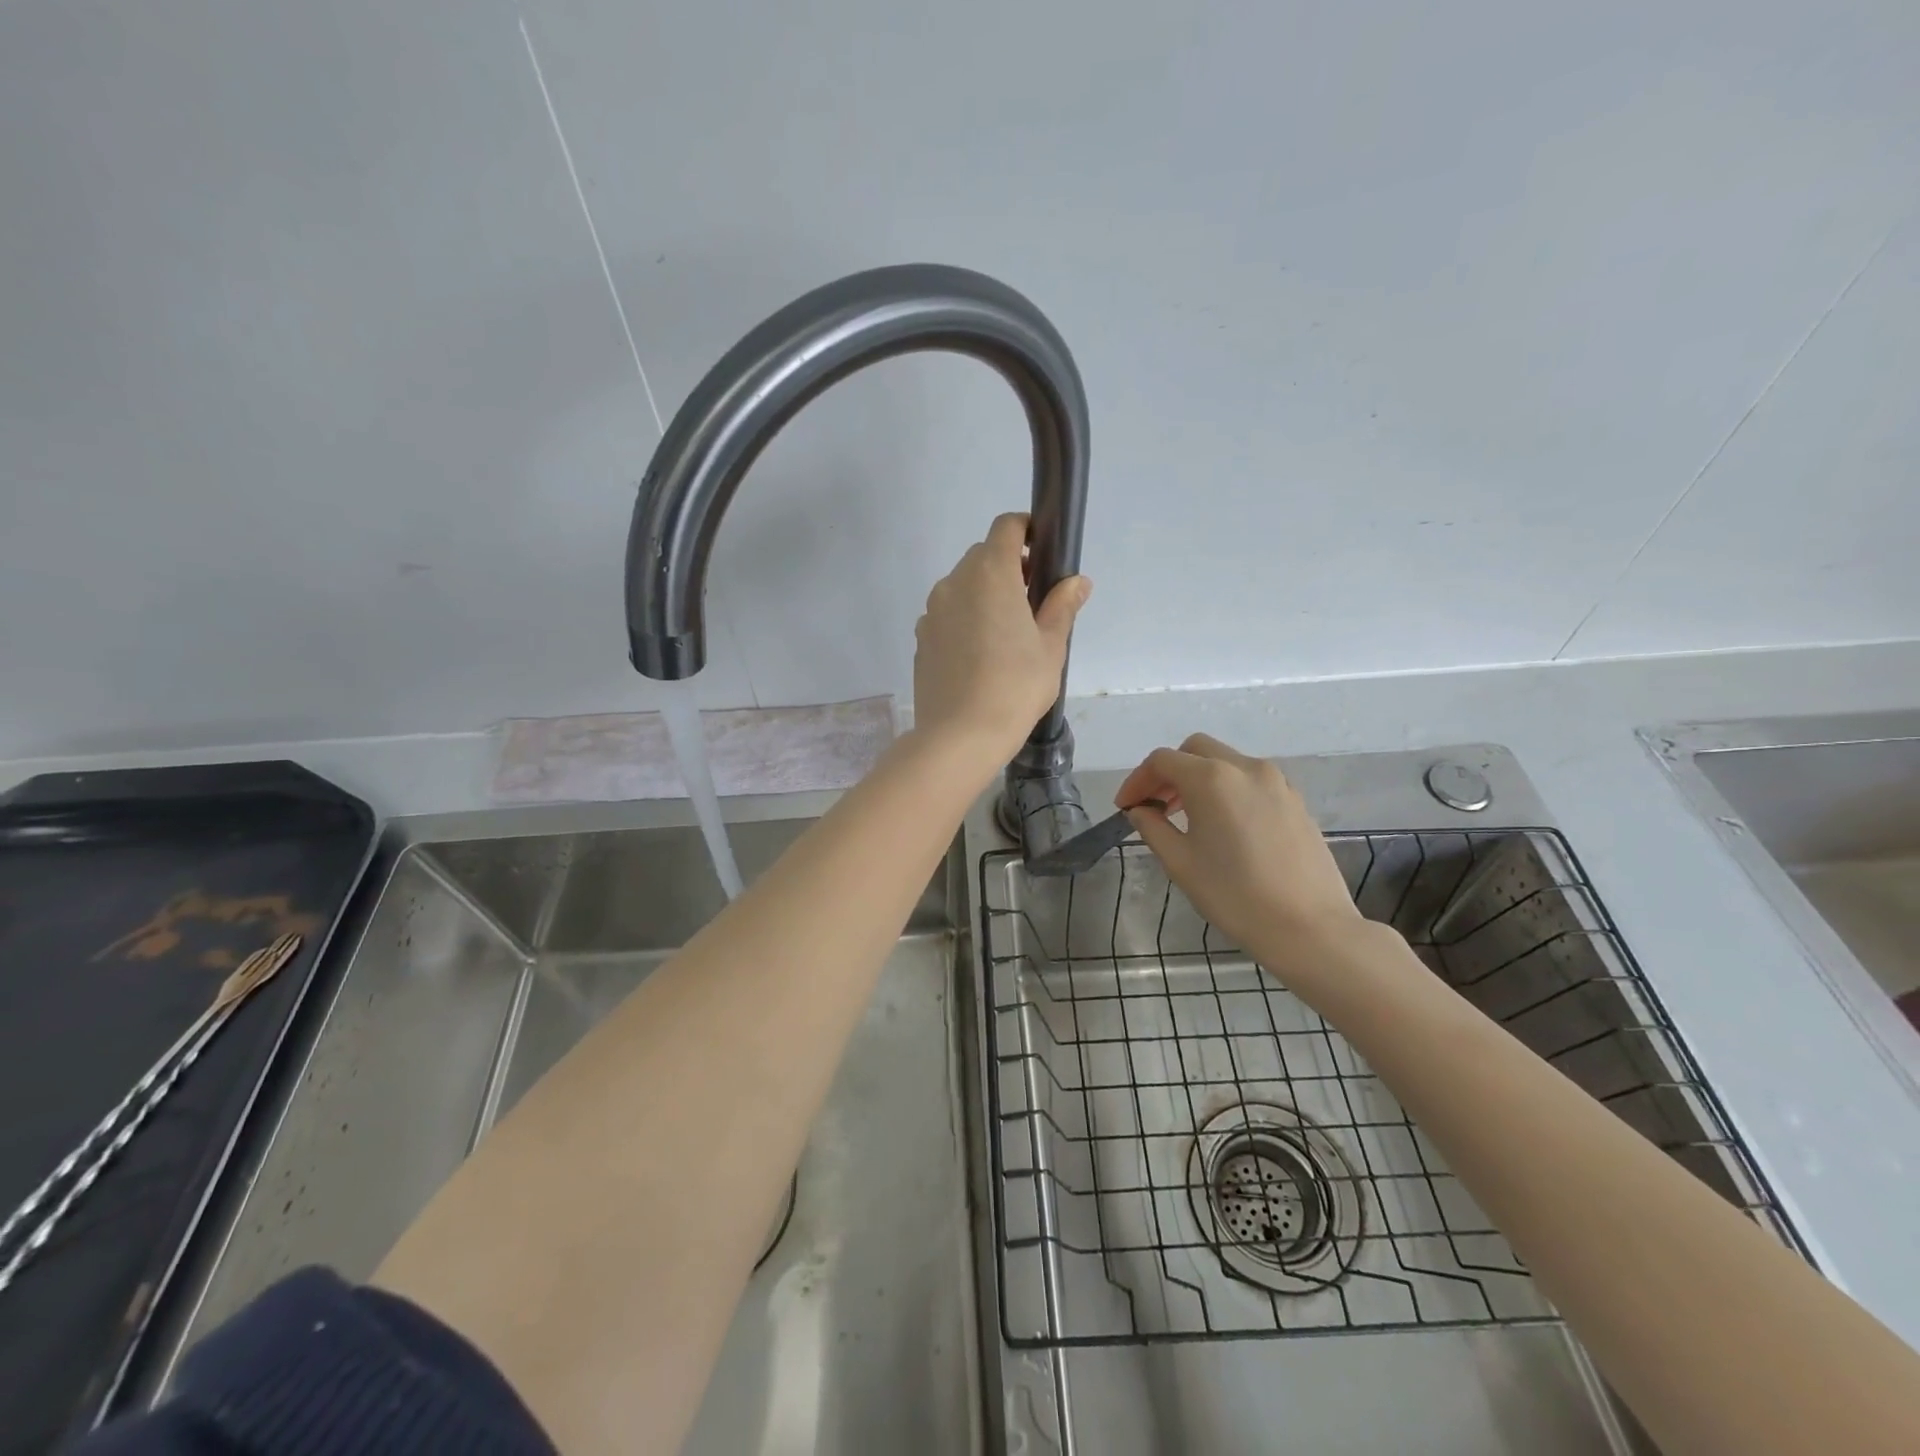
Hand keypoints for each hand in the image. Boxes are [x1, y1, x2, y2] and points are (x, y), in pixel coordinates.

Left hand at [912, 513, 1090, 767]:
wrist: (959, 735)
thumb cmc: (1015, 686)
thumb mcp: (1051, 647)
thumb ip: (1062, 606)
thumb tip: (1077, 582)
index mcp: (991, 574)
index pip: (1006, 527)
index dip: (1027, 530)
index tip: (1042, 554)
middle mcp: (955, 582)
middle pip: (983, 555)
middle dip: (1009, 567)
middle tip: (1032, 603)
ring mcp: (932, 610)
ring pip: (962, 586)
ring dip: (984, 594)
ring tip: (1005, 635)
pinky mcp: (921, 637)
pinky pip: (947, 614)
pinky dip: (964, 619)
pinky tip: (979, 656)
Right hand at [1115, 733, 1370, 985]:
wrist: (1310, 928)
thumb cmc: (1235, 896)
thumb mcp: (1180, 863)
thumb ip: (1152, 827)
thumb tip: (1140, 810)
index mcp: (1212, 778)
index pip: (1162, 761)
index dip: (1137, 780)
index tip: (1125, 807)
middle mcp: (1245, 768)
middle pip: (1195, 750)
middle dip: (1168, 772)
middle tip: (1154, 805)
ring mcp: (1276, 781)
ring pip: (1225, 761)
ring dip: (1198, 778)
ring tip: (1186, 816)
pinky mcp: (1295, 800)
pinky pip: (1250, 780)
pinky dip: (1227, 788)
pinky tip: (1223, 824)